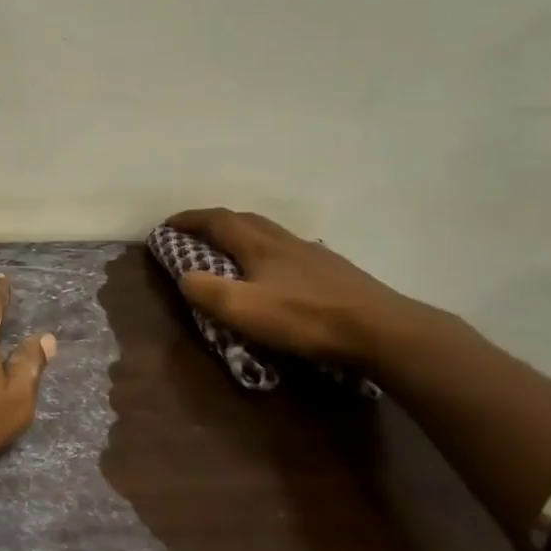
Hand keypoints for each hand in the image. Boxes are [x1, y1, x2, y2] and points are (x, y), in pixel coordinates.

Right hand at [167, 208, 428, 368]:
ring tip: (232, 252)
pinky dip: (270, 253)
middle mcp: (285, 241)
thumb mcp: (244, 310)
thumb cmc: (306, 318)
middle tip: (195, 234)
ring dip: (244, 235)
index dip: (189, 219)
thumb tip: (185, 277)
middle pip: (245, 219)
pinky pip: (290, 251)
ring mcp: (313, 254)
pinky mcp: (335, 272)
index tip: (167, 224)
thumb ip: (207, 292)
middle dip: (215, 222)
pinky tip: (276, 273)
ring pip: (271, 233)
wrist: (382, 331)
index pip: (217, 220)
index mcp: (259, 245)